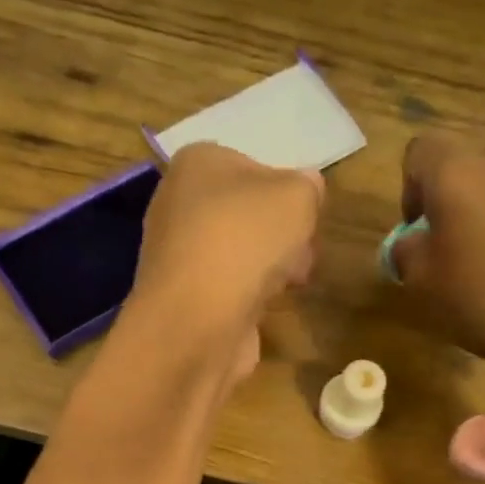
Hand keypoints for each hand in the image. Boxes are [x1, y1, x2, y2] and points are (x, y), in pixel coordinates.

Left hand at [125, 142, 322, 381]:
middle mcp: (177, 203)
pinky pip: (227, 287)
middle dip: (279, 233)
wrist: (198, 320)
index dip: (285, 189)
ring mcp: (177, 254)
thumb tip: (306, 190)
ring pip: (237, 252)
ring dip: (268, 266)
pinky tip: (266, 306)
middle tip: (304, 249)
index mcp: (197, 163)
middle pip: (245, 213)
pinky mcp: (183, 298)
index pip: (251, 165)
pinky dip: (248, 295)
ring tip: (291, 281)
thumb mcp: (297, 195)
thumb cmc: (245, 240)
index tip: (307, 215)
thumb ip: (307, 187)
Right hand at [391, 134, 484, 370]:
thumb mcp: (423, 284)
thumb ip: (407, 251)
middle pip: (471, 163)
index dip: (412, 187)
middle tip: (462, 243)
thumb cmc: (484, 298)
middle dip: (461, 195)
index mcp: (457, 171)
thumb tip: (414, 240)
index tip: (419, 227)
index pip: (420, 152)